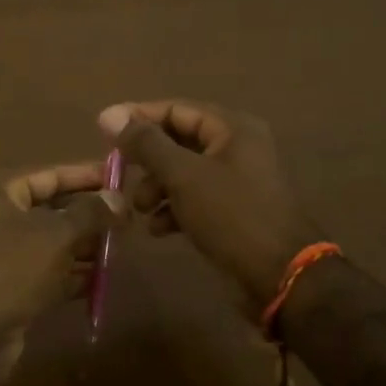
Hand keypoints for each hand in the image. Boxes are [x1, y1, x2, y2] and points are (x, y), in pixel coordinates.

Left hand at [0, 163, 125, 336]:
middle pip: (47, 207)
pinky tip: (100, 279)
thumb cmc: (8, 270)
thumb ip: (90, 214)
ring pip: (47, 242)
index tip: (119, 177)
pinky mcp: (3, 287)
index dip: (85, 175)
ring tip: (120, 247)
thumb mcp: (55, 235)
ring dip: (82, 246)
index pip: (47, 174)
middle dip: (86, 214)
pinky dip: (68, 273)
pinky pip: (42, 271)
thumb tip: (117, 198)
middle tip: (126, 217)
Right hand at [99, 100, 318, 305]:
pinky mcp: (234, 211)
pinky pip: (196, 199)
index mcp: (232, 128)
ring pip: (184, 173)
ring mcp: (237, 181)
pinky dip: (173, 208)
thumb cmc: (231, 215)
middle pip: (179, 141)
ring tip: (138, 209)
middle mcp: (237, 147)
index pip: (176, 109)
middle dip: (147, 160)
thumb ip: (146, 144)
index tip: (103, 131)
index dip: (139, 118)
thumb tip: (109, 114)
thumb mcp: (183, 176)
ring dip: (156, 187)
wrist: (282, 276)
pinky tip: (158, 229)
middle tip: (118, 174)